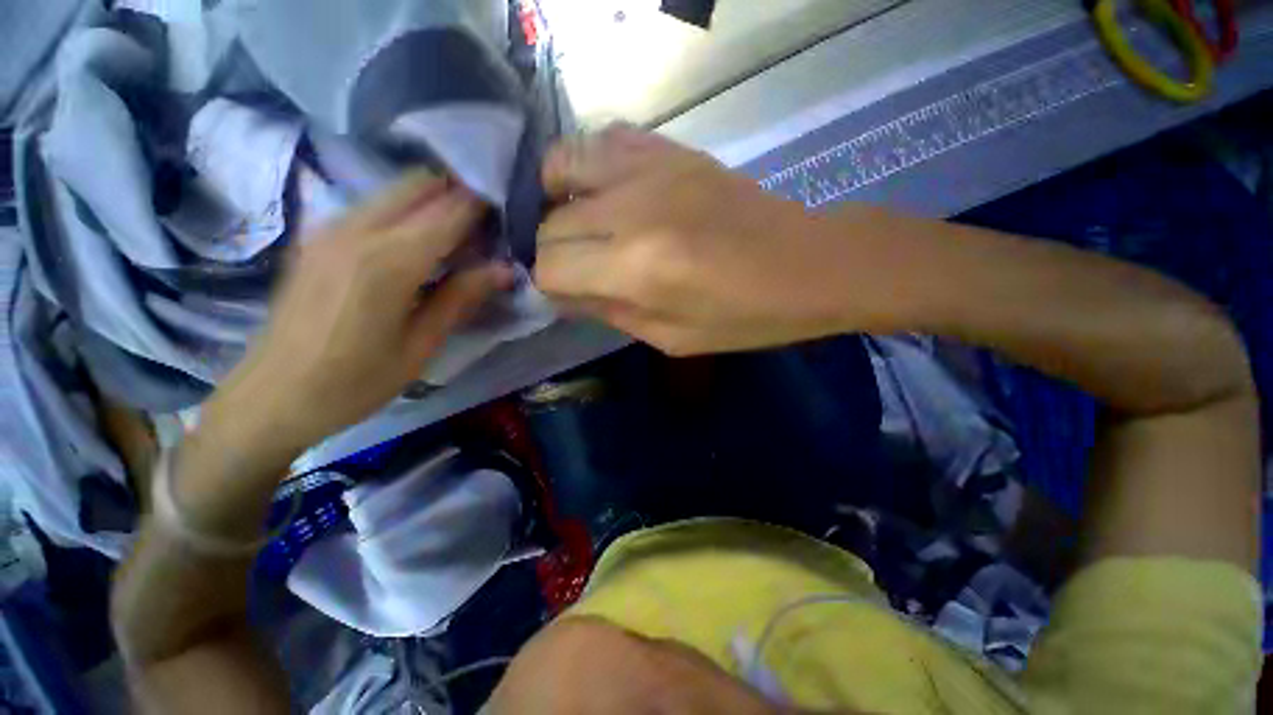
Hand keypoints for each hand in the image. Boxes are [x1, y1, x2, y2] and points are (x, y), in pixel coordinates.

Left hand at [202, 172, 512, 462]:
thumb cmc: (355, 382)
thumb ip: (460, 299)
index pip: (448, 215)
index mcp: (389, 264)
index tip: (507, 207)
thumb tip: (504, 269)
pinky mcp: (316, 237)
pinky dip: (403, 209)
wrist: (272, 396)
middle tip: (487, 219)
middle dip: (457, 192)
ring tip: (460, 227)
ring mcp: (330, 229)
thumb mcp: (420, 346)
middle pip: (418, 187)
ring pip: (392, 191)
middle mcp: (357, 232)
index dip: (481, 207)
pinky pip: (370, 205)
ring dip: (431, 198)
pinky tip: (417, 235)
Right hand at [535, 127, 859, 355]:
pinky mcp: (671, 148)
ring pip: (561, 166)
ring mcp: (652, 167)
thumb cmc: (744, 317)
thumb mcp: (672, 338)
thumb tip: (561, 293)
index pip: (551, 267)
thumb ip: (608, 312)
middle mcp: (633, 209)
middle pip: (551, 223)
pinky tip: (604, 192)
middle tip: (580, 269)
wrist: (808, 265)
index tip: (566, 294)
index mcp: (638, 268)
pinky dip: (587, 166)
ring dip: (558, 200)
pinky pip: (602, 139)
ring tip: (579, 223)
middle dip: (554, 253)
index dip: (549, 285)